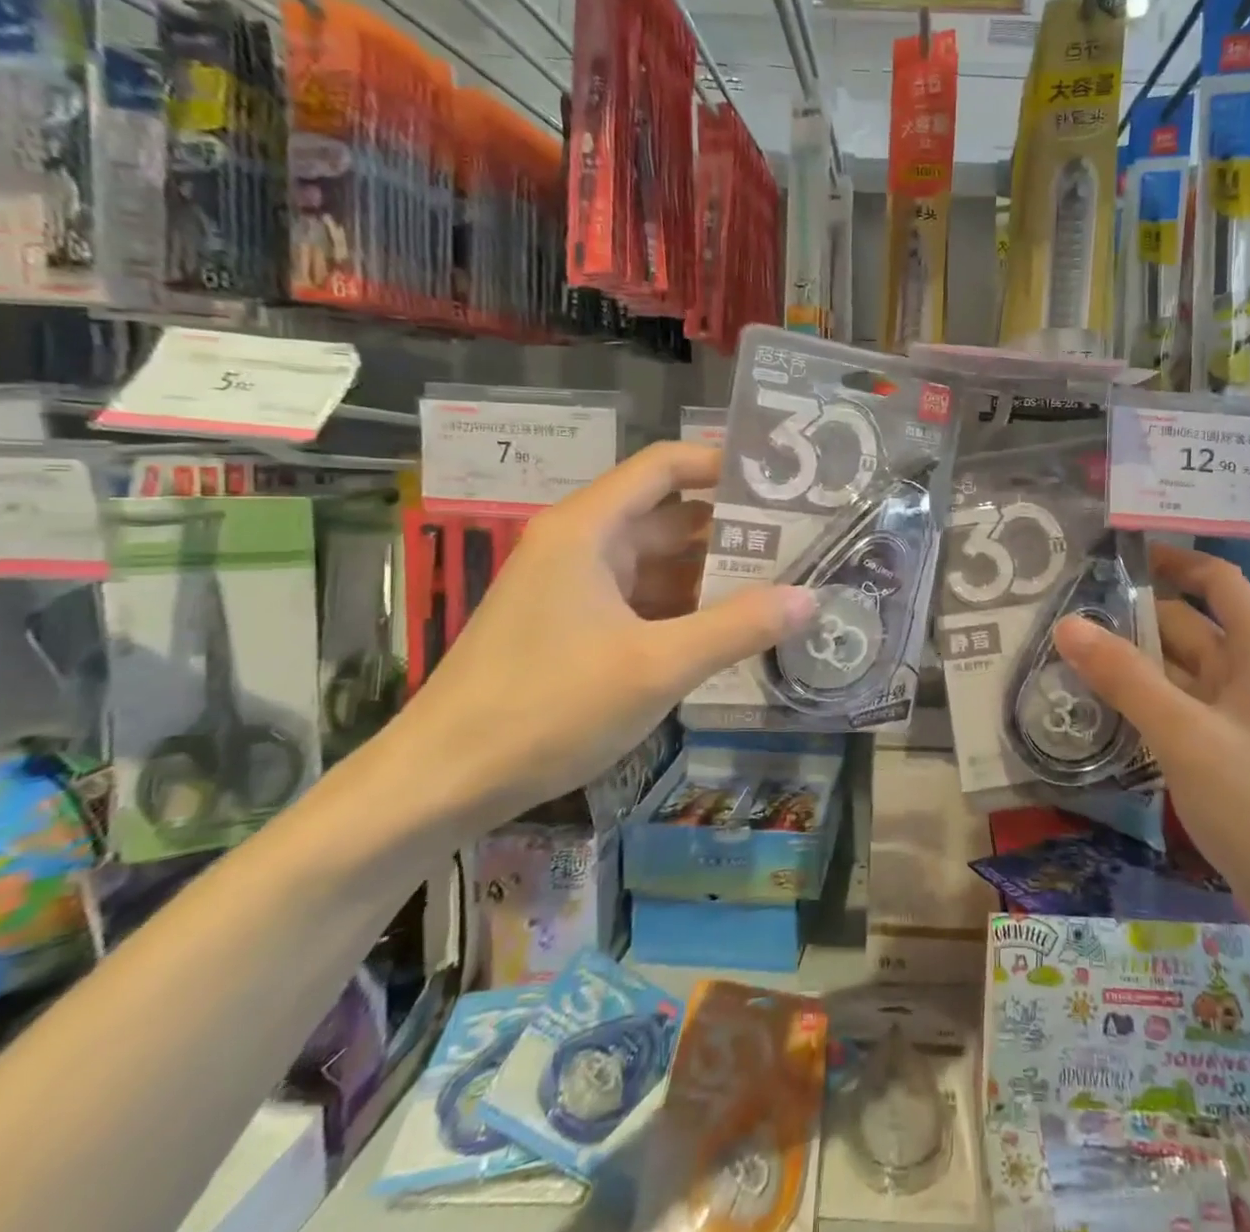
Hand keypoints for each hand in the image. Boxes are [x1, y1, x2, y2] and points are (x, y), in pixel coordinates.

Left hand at [379, 444, 816, 837]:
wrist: (439, 784)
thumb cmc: (545, 707)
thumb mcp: (655, 666)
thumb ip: (737, 628)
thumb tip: (811, 598)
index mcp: (589, 529)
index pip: (665, 467)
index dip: (723, 465)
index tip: (781, 483)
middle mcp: (581, 546)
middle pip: (669, 516)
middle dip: (733, 528)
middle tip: (802, 542)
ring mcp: (575, 589)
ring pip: (658, 564)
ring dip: (713, 574)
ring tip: (782, 584)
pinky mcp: (573, 628)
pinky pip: (642, 601)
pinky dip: (685, 609)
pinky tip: (731, 631)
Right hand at [1054, 544, 1249, 952]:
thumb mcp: (1186, 735)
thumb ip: (1125, 678)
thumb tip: (1067, 624)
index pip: (1213, 580)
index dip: (1169, 561)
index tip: (1111, 555)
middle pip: (1184, 626)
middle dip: (1129, 617)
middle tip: (1061, 612)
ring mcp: (1238, 716)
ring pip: (1175, 672)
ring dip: (1129, 664)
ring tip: (1062, 655)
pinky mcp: (1225, 753)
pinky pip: (1176, 711)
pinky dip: (1141, 704)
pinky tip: (1096, 708)